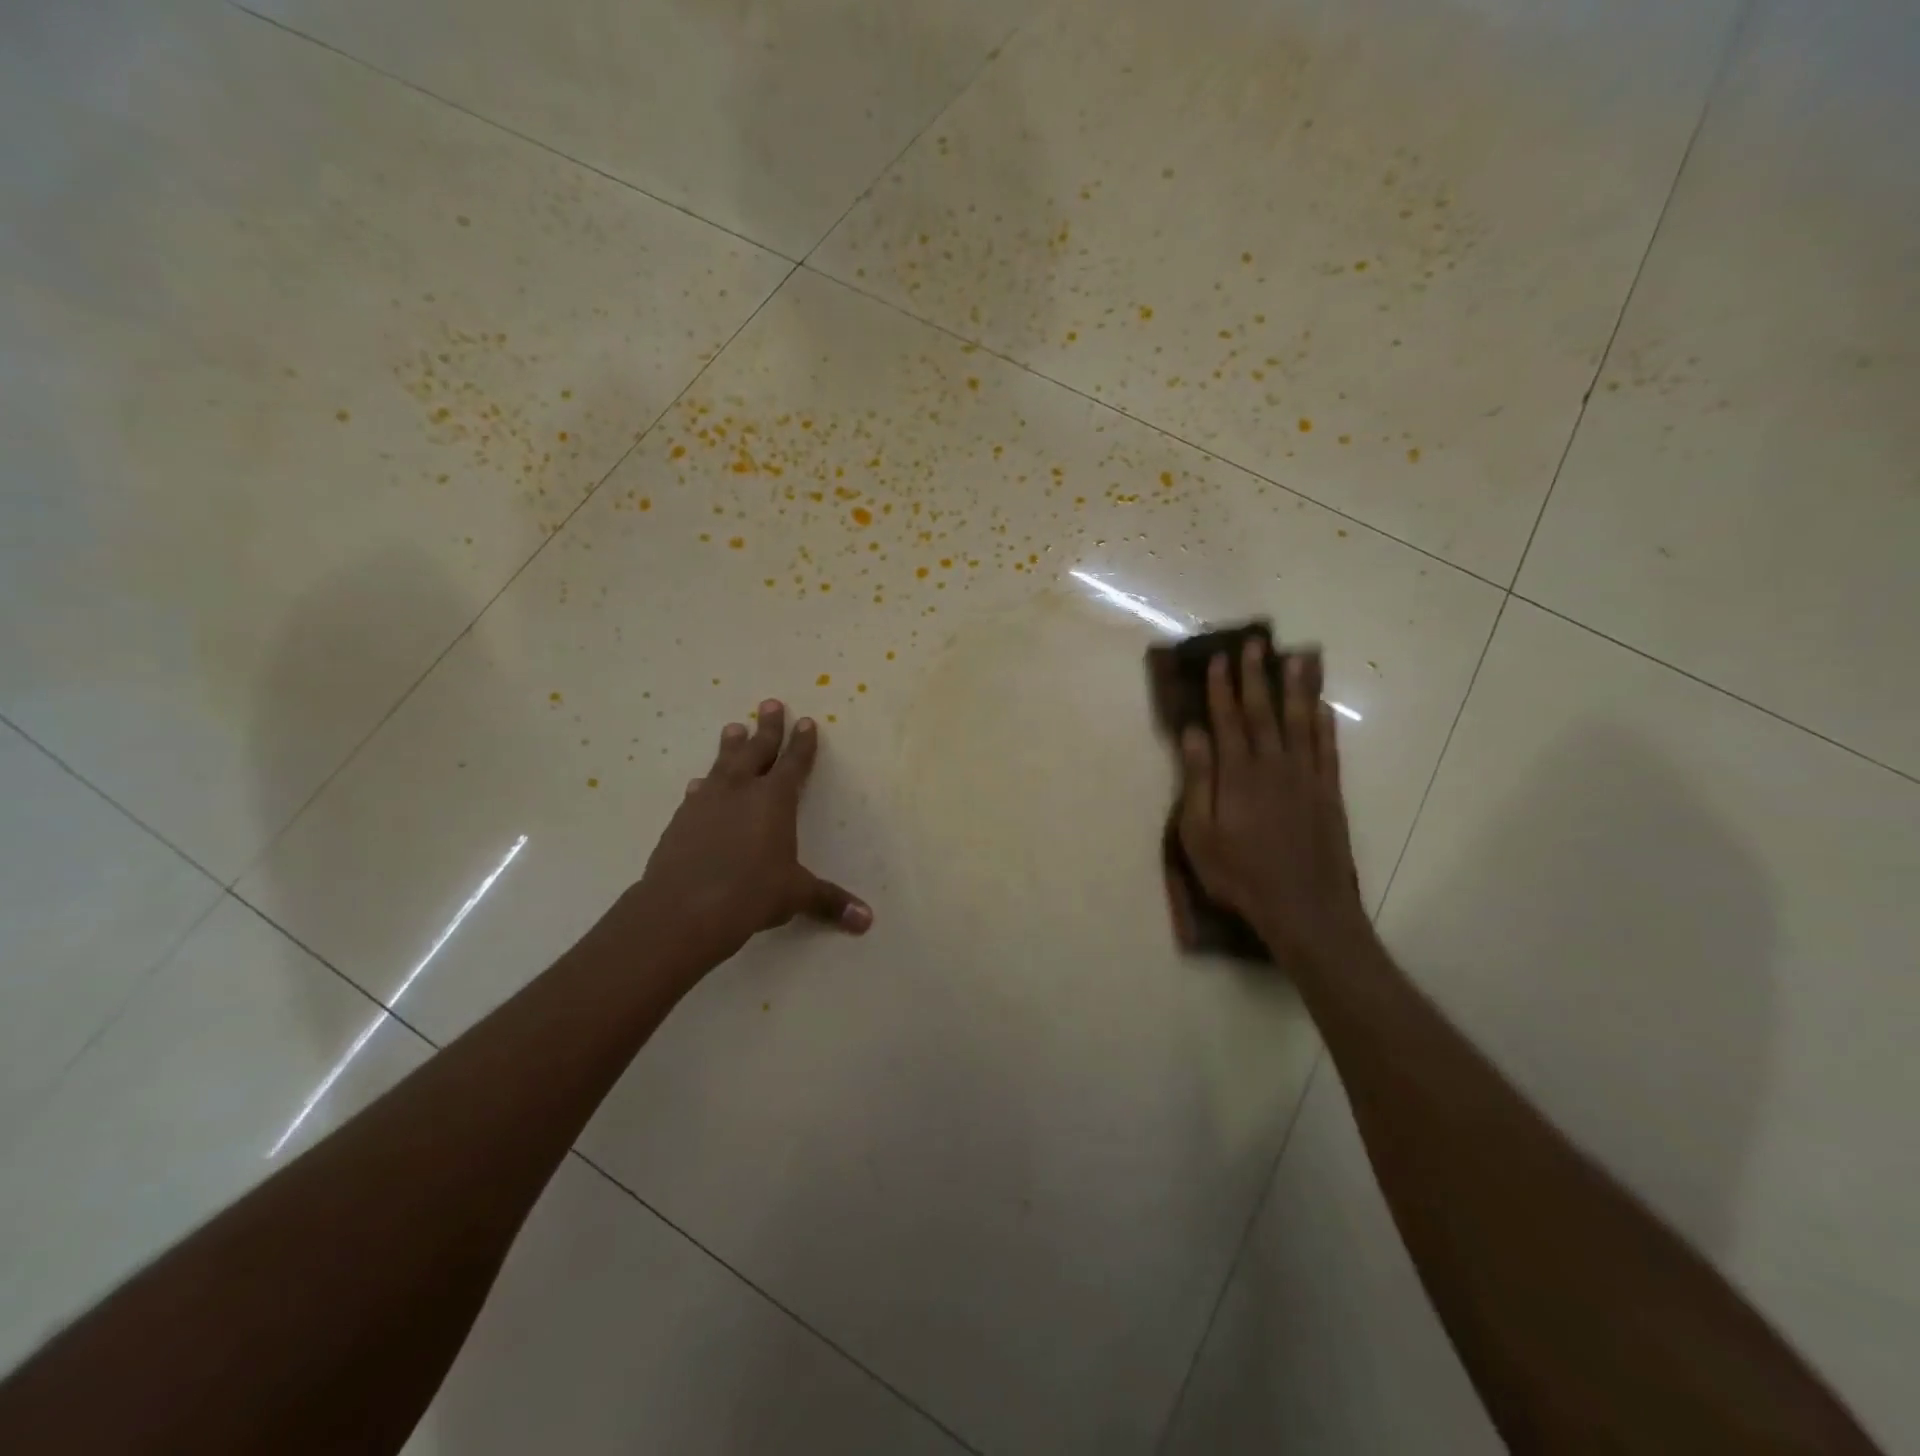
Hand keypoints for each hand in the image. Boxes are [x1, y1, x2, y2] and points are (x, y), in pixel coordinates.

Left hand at [629, 701, 870, 973]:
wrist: (683, 909)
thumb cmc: (750, 894)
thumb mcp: (795, 895)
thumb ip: (830, 902)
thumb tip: (867, 921)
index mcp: (774, 800)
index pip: (794, 764)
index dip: (802, 743)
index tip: (806, 721)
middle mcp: (741, 791)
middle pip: (757, 750)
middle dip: (767, 728)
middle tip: (769, 703)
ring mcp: (707, 803)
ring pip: (723, 764)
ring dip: (730, 746)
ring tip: (733, 727)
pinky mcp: (682, 820)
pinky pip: (697, 793)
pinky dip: (703, 784)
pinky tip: (699, 783)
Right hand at [1172, 642, 1367, 965]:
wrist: (1305, 908)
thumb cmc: (1240, 875)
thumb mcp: (1200, 835)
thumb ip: (1198, 781)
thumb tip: (1192, 734)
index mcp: (1237, 775)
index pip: (1227, 720)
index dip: (1221, 688)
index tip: (1218, 659)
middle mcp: (1273, 766)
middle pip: (1263, 712)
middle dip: (1256, 676)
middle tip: (1254, 643)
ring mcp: (1306, 778)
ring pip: (1300, 721)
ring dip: (1296, 688)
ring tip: (1295, 658)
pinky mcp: (1329, 793)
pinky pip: (1327, 749)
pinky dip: (1324, 724)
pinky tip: (1322, 706)